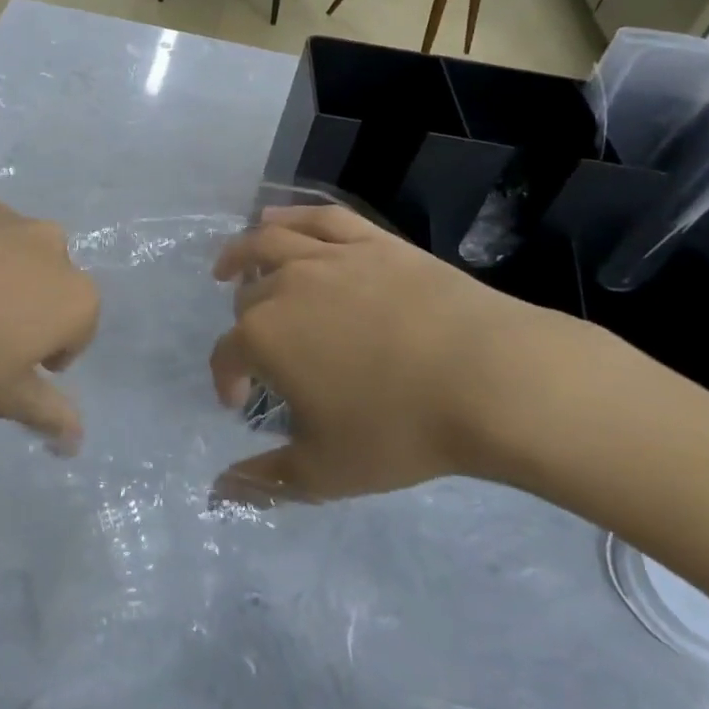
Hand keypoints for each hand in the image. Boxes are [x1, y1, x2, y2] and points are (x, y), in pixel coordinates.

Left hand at [0, 196, 99, 451]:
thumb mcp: (0, 395)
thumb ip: (46, 413)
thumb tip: (76, 439)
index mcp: (73, 295)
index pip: (79, 332)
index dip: (47, 356)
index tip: (9, 368)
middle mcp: (50, 246)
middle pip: (49, 285)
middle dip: (27, 308)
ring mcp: (5, 216)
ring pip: (11, 254)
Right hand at [209, 204, 584, 502]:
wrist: (490, 379)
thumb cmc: (400, 429)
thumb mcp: (326, 470)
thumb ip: (266, 480)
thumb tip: (218, 493)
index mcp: (264, 337)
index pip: (226, 355)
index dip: (226, 379)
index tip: (239, 402)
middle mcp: (285, 286)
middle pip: (247, 298)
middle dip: (244, 326)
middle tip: (261, 351)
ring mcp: (329, 256)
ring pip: (268, 243)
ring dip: (240, 253)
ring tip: (230, 266)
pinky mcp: (370, 241)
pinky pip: (319, 218)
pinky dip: (290, 215)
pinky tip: (274, 218)